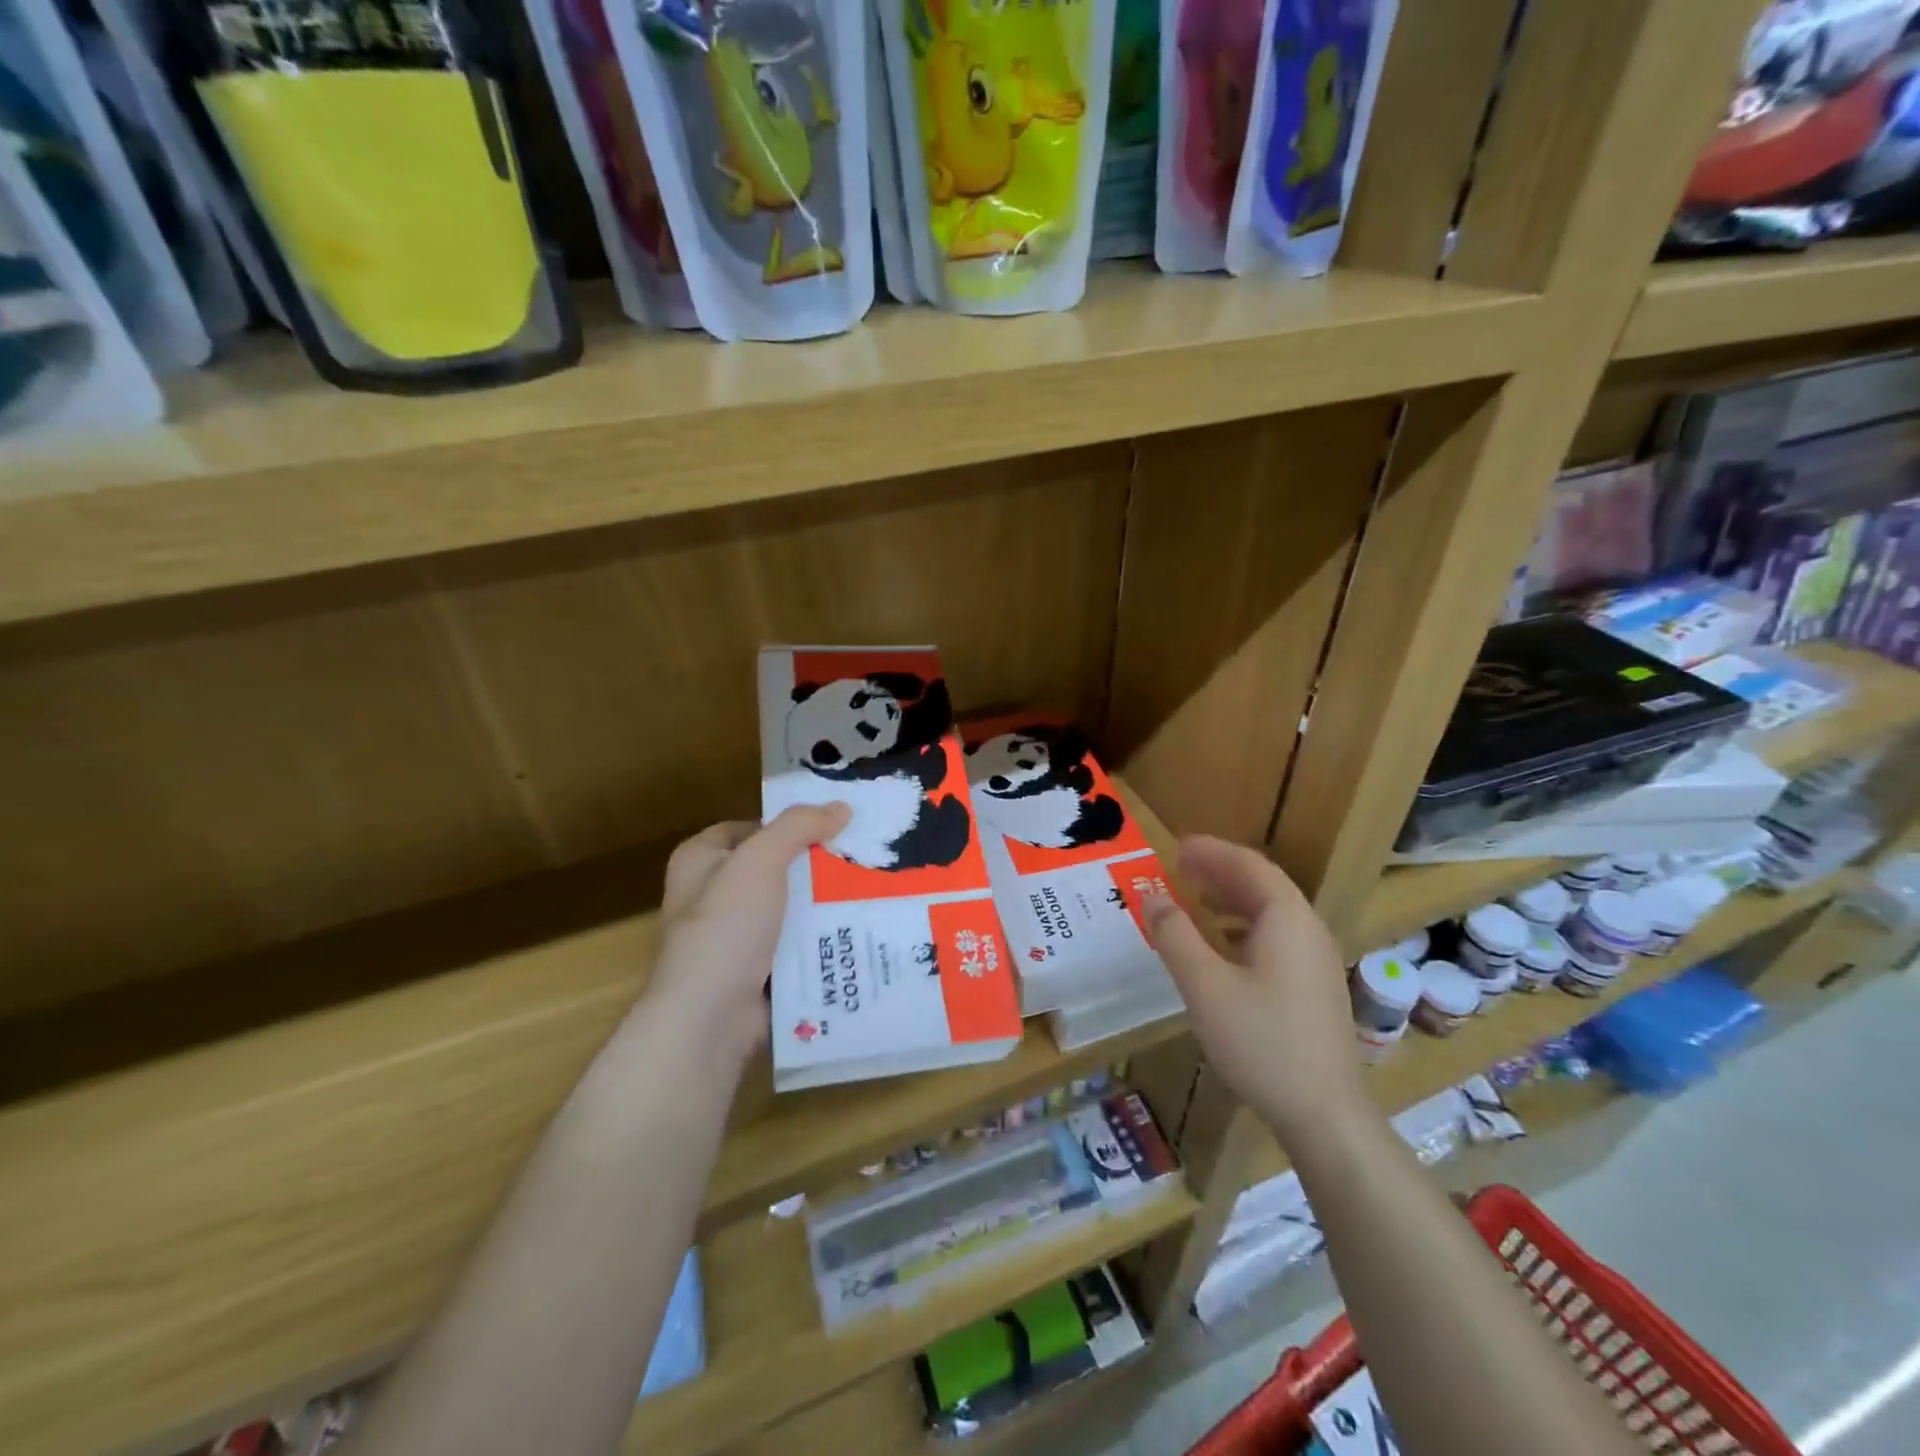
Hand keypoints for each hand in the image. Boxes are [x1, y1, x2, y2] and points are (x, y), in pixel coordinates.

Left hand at [644, 804, 850, 1068]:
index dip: (786, 824)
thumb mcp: (760, 860)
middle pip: (774, 867)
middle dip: (814, 864)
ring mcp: (734, 937)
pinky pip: (795, 945)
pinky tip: (858, 930)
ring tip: (872, 890)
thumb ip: (799, 826)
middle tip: (862, 857)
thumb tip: (841, 807)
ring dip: (823, 904)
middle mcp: (712, 895)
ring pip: (789, 908)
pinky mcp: (756, 971)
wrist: (710, 1018)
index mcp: (700, 861)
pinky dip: (821, 940)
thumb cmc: (725, 927)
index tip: (832, 825)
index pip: (749, 827)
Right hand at [1144, 836, 1366, 1145]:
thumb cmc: (1261, 1041)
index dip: (1212, 851)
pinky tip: (1221, 947)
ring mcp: (1317, 961)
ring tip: (1195, 899)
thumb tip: (1152, 897)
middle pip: (1263, 885)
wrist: (1324, 1113)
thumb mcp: (1205, 986)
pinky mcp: (1315, 987)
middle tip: (1180, 867)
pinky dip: (1243, 926)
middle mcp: (1308, 930)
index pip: (1249, 866)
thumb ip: (1175, 935)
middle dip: (1220, 871)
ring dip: (1231, 898)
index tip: (1177, 846)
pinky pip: (1277, 937)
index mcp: (1287, 919)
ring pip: (1271, 913)